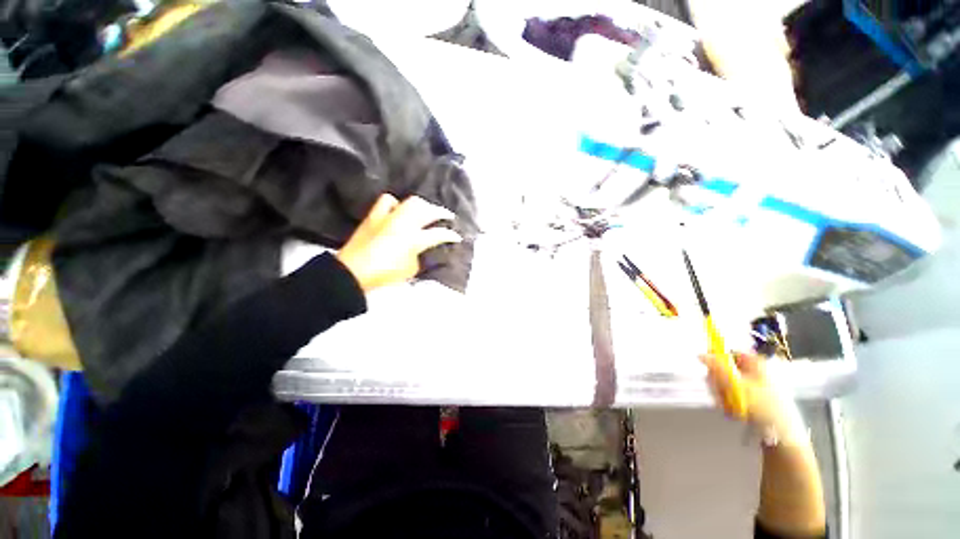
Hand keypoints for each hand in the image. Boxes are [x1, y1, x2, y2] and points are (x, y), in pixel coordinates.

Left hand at [336, 194, 461, 291]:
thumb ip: (420, 256)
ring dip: (423, 205)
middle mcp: (404, 224)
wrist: (352, 273)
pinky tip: (399, 209)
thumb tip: (423, 249)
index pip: (439, 234)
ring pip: (411, 201)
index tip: (457, 237)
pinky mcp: (375, 216)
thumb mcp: (410, 270)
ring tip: (426, 210)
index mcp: (414, 240)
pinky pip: (388, 201)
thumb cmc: (384, 275)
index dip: (451, 235)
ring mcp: (389, 217)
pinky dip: (396, 203)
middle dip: (441, 212)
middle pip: (428, 210)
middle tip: (447, 217)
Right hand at [701, 352, 807, 446]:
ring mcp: (753, 385)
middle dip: (719, 384)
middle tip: (722, 395)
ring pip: (726, 384)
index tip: (711, 374)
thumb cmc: (764, 407)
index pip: (728, 354)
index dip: (716, 361)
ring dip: (723, 396)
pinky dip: (730, 403)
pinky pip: (732, 395)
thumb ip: (718, 369)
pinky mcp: (752, 398)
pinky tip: (734, 412)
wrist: (783, 435)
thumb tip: (701, 355)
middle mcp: (754, 370)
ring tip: (730, 407)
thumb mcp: (739, 386)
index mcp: (754, 362)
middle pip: (725, 369)